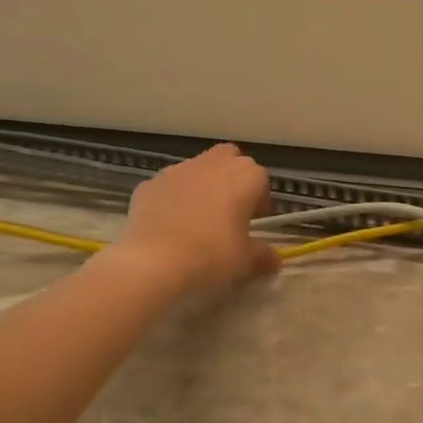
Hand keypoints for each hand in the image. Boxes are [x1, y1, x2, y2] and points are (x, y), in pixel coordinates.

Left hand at [111, 143, 279, 294]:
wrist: (152, 263)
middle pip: (229, 159)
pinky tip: (169, 227)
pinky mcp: (148, 184)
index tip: (254, 223)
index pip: (260, 178)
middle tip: (229, 212)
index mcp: (243, 177)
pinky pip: (169, 186)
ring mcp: (176, 171)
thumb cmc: (211, 256)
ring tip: (197, 221)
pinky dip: (173, 199)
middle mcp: (211, 164)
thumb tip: (274, 260)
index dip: (260, 200)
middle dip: (232, 178)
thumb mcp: (246, 263)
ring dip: (202, 186)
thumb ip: (264, 257)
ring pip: (197, 169)